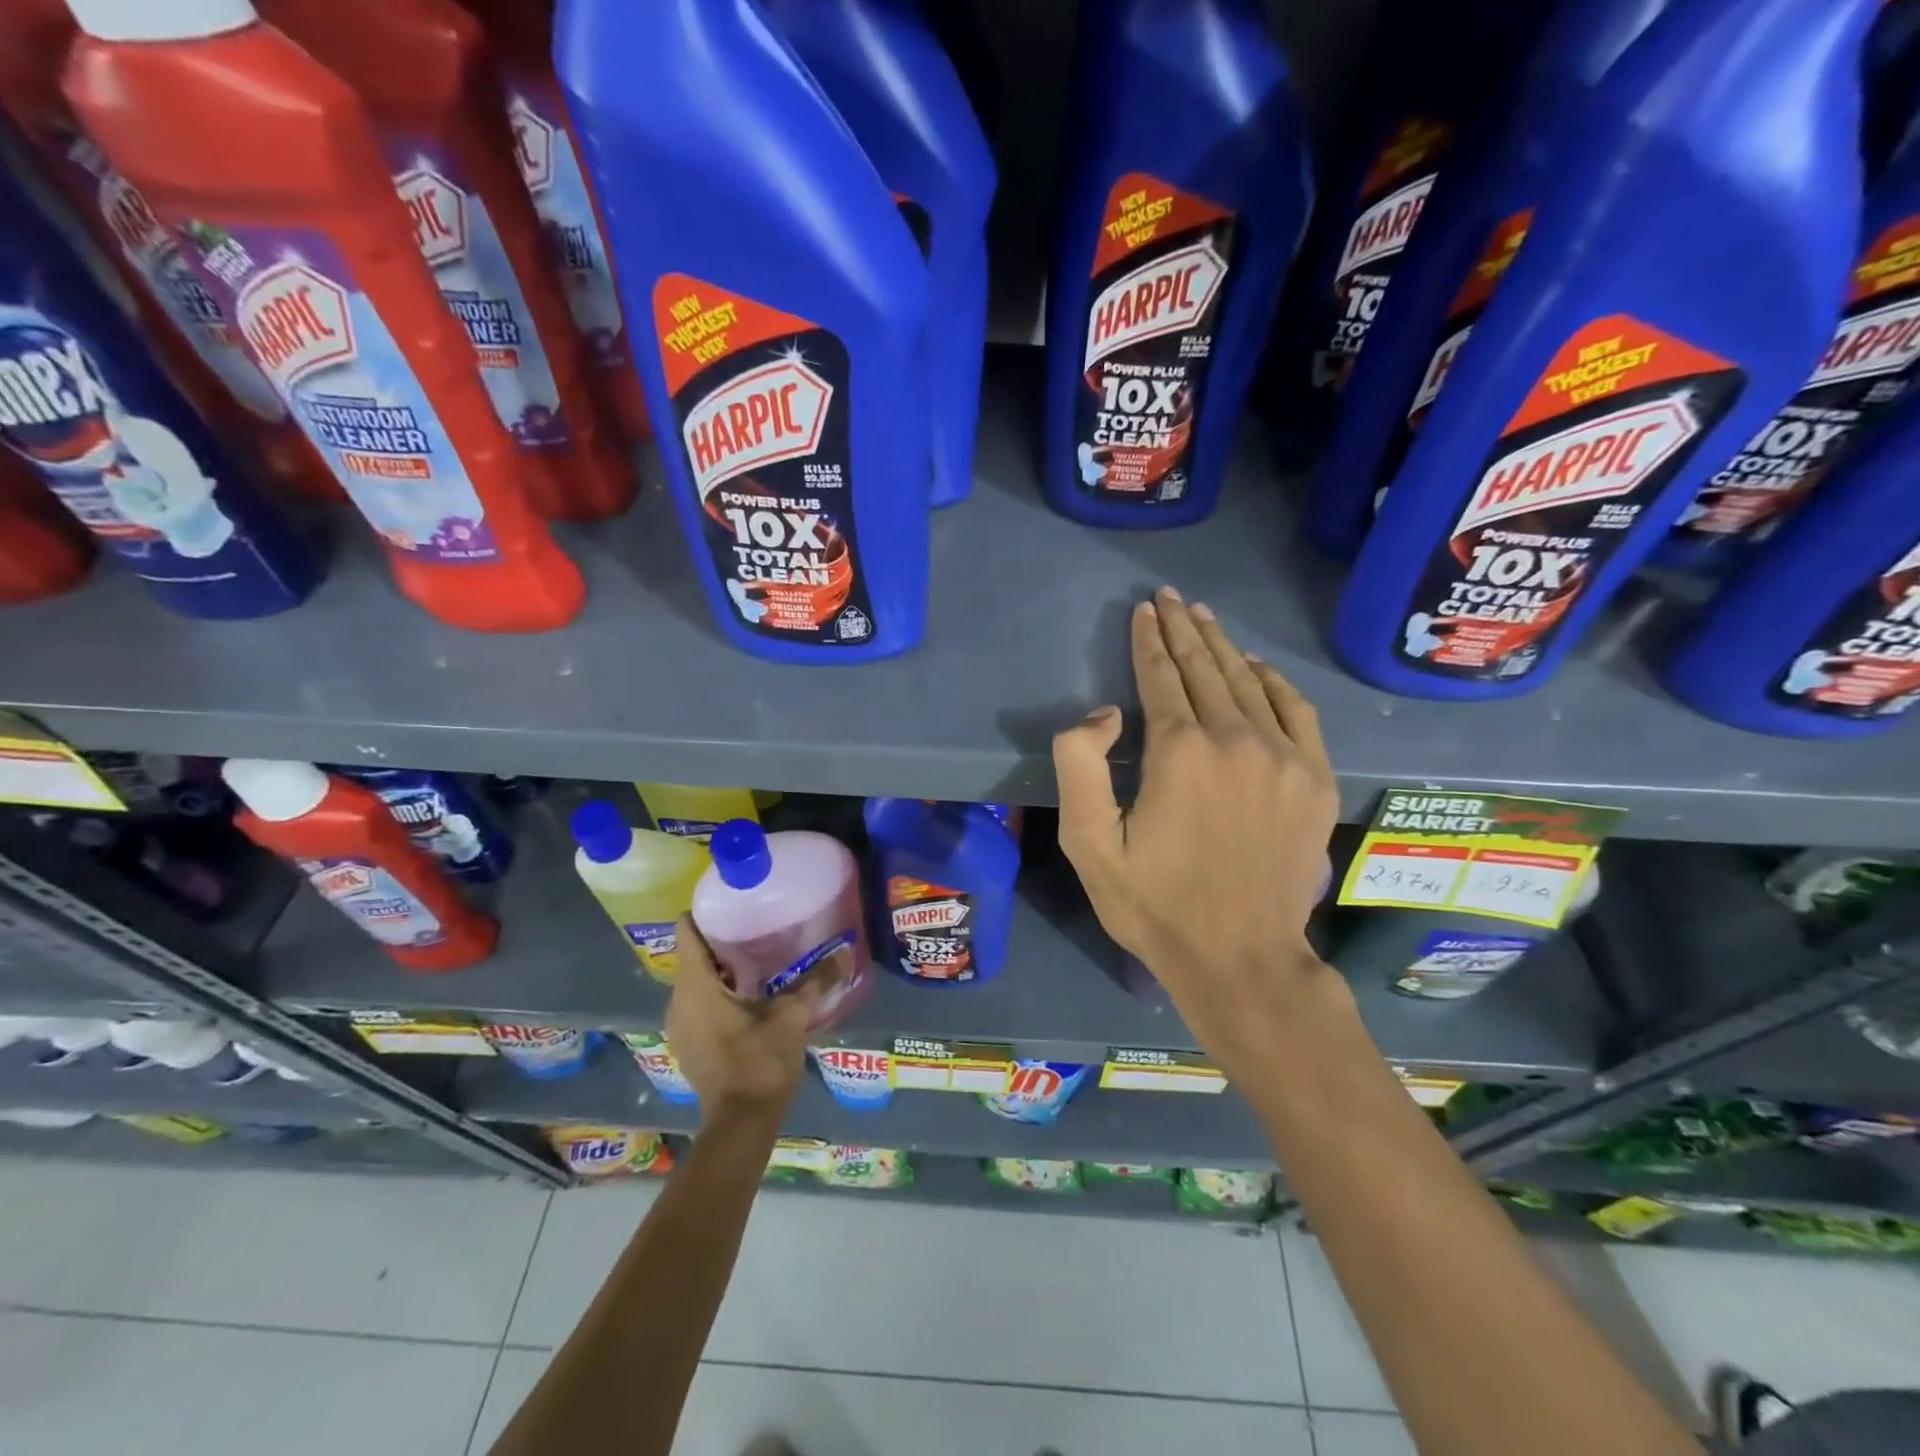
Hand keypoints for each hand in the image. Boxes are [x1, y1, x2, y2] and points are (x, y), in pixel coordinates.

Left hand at [664, 917, 839, 1122]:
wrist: (741, 1125)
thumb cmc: (759, 1062)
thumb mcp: (791, 1017)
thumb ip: (815, 982)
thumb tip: (845, 953)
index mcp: (696, 986)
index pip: (686, 932)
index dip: (705, 911)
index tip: (732, 899)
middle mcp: (678, 1001)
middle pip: (693, 954)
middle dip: (720, 938)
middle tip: (756, 922)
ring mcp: (681, 1025)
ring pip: (696, 980)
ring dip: (721, 967)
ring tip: (757, 953)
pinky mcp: (690, 1043)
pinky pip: (699, 1002)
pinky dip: (719, 991)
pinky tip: (750, 992)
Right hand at [1053, 588, 1341, 1070]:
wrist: (1240, 958)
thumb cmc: (1154, 903)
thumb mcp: (1088, 844)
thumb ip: (1080, 766)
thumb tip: (1105, 713)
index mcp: (1179, 751)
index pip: (1161, 677)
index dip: (1149, 640)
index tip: (1144, 609)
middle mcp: (1236, 739)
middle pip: (1206, 669)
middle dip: (1183, 629)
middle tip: (1171, 598)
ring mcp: (1284, 757)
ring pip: (1248, 683)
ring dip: (1222, 646)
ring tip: (1204, 617)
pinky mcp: (1314, 780)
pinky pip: (1296, 711)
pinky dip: (1273, 682)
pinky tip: (1257, 667)